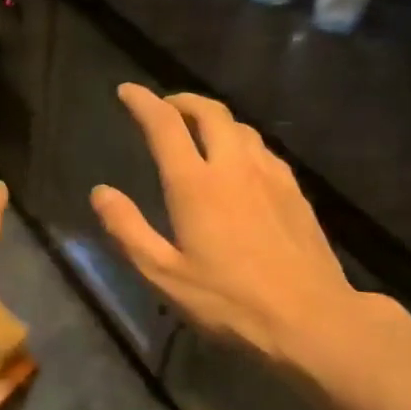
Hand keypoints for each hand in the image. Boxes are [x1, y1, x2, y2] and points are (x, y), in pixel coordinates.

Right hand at [91, 85, 376, 380]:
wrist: (310, 318)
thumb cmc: (228, 301)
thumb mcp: (164, 274)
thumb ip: (128, 230)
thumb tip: (101, 192)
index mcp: (195, 185)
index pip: (165, 126)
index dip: (143, 102)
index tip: (127, 91)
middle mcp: (234, 167)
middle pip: (209, 112)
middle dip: (183, 101)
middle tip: (165, 106)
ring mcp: (271, 176)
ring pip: (240, 127)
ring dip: (214, 119)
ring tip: (198, 130)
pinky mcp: (295, 191)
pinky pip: (262, 149)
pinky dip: (241, 141)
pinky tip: (240, 162)